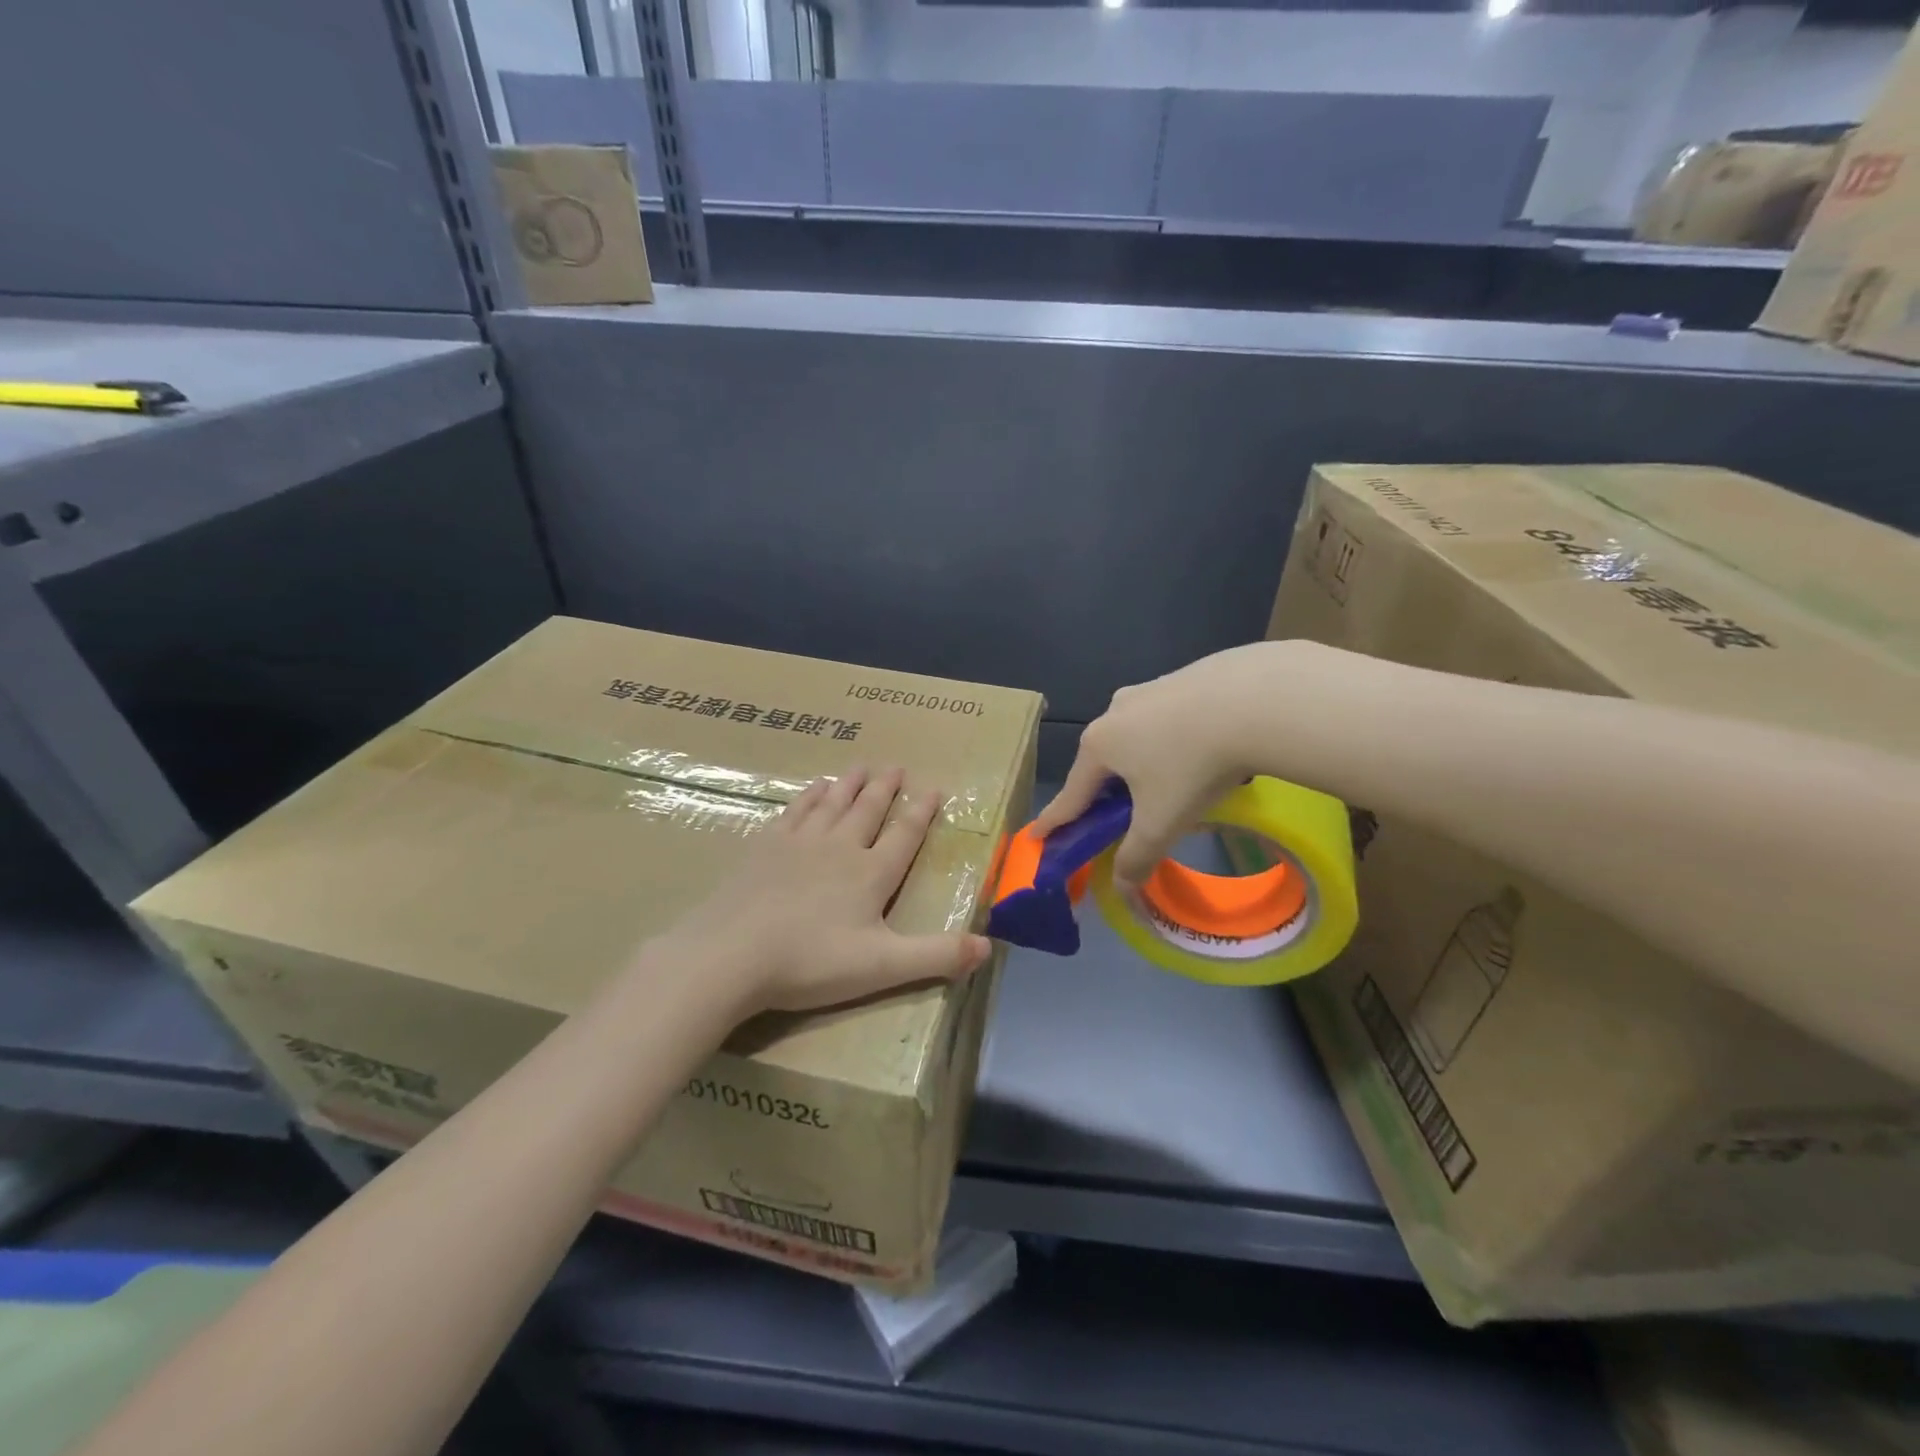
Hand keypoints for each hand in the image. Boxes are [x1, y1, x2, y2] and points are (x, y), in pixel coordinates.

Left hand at [660, 766, 991, 1016]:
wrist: (732, 955)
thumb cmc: (811, 962)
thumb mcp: (883, 966)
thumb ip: (937, 955)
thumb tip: (988, 946)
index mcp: (871, 873)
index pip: (904, 834)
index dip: (922, 812)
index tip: (933, 789)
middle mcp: (840, 847)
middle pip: (868, 809)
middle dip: (885, 788)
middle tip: (896, 766)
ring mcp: (799, 842)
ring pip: (833, 803)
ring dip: (850, 784)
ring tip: (861, 766)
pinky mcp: (765, 847)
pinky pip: (796, 810)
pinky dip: (810, 796)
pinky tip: (814, 788)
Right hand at [1033, 641, 1354, 887]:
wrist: (1254, 699)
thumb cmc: (1192, 765)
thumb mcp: (1162, 822)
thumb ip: (1137, 857)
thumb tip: (1122, 888)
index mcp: (1099, 746)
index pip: (1071, 794)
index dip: (1055, 820)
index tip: (1037, 834)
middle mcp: (1114, 712)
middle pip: (1103, 762)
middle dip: (1105, 790)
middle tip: (1118, 816)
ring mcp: (1149, 689)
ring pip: (1136, 737)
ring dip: (1142, 762)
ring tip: (1171, 783)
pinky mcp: (1183, 677)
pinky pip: (1168, 718)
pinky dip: (1173, 739)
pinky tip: (1201, 749)